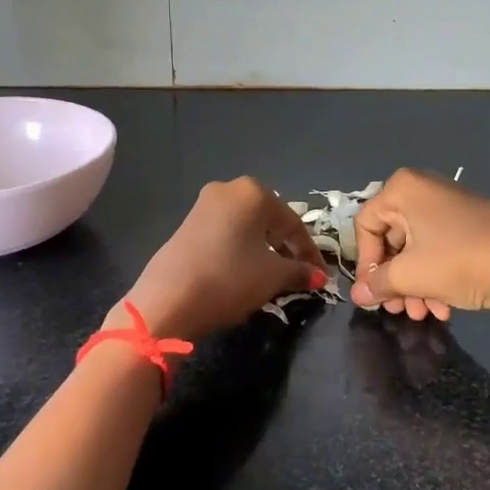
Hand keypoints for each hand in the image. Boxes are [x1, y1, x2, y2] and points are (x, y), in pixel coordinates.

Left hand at [119, 178, 326, 343]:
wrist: (168, 300)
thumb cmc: (230, 278)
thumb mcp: (272, 277)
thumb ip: (299, 271)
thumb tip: (318, 276)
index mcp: (254, 192)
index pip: (293, 223)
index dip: (310, 252)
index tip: (321, 275)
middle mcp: (228, 189)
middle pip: (269, 220)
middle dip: (286, 247)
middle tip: (299, 273)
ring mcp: (204, 205)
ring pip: (246, 226)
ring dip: (264, 249)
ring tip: (274, 276)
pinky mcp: (187, 224)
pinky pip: (226, 233)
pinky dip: (241, 249)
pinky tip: (245, 271)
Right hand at [349, 168, 489, 321]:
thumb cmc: (457, 261)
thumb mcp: (410, 275)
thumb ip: (378, 284)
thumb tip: (358, 295)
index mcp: (403, 189)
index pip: (366, 226)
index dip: (366, 263)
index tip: (374, 293)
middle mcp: (425, 190)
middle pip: (393, 240)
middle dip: (394, 280)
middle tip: (398, 310)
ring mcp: (451, 207)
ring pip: (417, 249)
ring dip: (414, 286)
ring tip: (423, 315)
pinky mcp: (472, 226)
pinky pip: (440, 249)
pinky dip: (436, 278)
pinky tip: (444, 308)